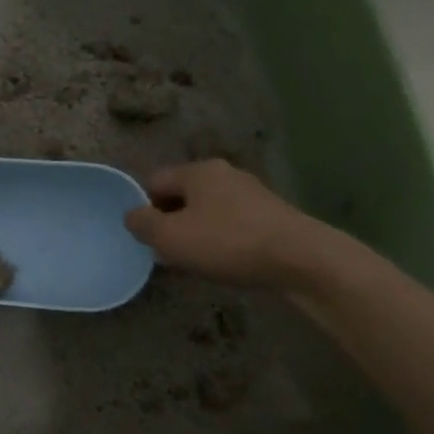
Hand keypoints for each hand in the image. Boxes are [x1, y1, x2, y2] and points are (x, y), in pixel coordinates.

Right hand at [123, 159, 331, 287]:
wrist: (301, 259)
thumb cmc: (227, 243)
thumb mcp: (170, 237)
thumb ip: (142, 224)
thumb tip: (133, 215)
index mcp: (198, 171)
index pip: (154, 181)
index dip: (142, 208)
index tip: (144, 237)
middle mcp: (224, 174)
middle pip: (181, 196)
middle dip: (169, 222)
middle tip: (166, 252)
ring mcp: (250, 193)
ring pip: (206, 211)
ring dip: (194, 233)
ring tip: (194, 261)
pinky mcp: (269, 215)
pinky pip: (230, 224)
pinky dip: (220, 240)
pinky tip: (223, 262)